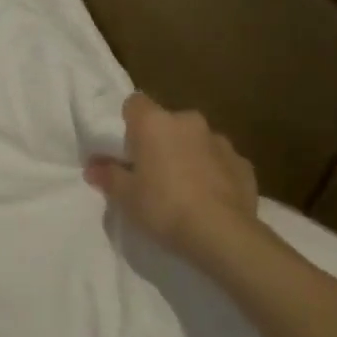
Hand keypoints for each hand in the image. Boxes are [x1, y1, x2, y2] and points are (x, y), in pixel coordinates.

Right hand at [85, 92, 258, 264]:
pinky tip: (208, 200)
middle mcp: (189, 122)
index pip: (135, 103)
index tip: (126, 149)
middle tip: (151, 174)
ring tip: (183, 190)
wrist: (221, 233)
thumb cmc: (163, 207)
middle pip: (167, 123)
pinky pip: (220, 162)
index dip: (128, 123)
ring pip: (196, 141)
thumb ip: (108, 176)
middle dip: (160, 142)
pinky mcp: (243, 163)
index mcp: (155, 123)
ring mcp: (220, 141)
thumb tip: (93, 167)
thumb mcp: (125, 197)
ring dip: (188, 156)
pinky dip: (212, 174)